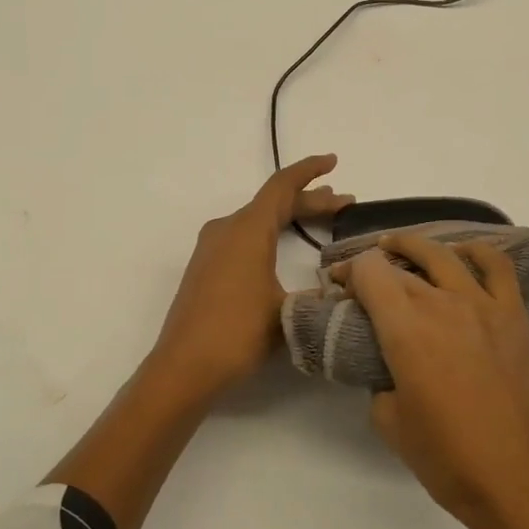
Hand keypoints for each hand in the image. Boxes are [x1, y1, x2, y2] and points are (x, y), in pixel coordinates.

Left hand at [150, 155, 353, 400]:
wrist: (184, 367)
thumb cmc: (237, 333)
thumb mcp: (288, 312)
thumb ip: (317, 293)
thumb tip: (341, 288)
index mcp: (247, 230)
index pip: (282, 186)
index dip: (309, 171)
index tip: (332, 161)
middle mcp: (226, 229)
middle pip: (272, 203)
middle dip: (309, 201)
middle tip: (344, 204)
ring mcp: (212, 249)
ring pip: (258, 221)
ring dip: (290, 218)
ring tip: (322, 220)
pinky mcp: (206, 268)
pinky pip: (244, 237)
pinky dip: (271, 235)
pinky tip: (284, 249)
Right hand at [339, 232, 528, 528]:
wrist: (518, 479)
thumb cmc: (446, 457)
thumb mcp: (388, 421)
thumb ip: (379, 379)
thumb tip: (388, 365)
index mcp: (405, 329)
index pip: (368, 273)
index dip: (347, 273)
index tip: (338, 287)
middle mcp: (442, 304)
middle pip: (398, 265)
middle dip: (370, 267)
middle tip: (358, 282)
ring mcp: (483, 305)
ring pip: (442, 255)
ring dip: (412, 246)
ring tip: (398, 248)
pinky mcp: (514, 316)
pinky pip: (496, 266)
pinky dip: (475, 251)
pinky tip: (461, 255)